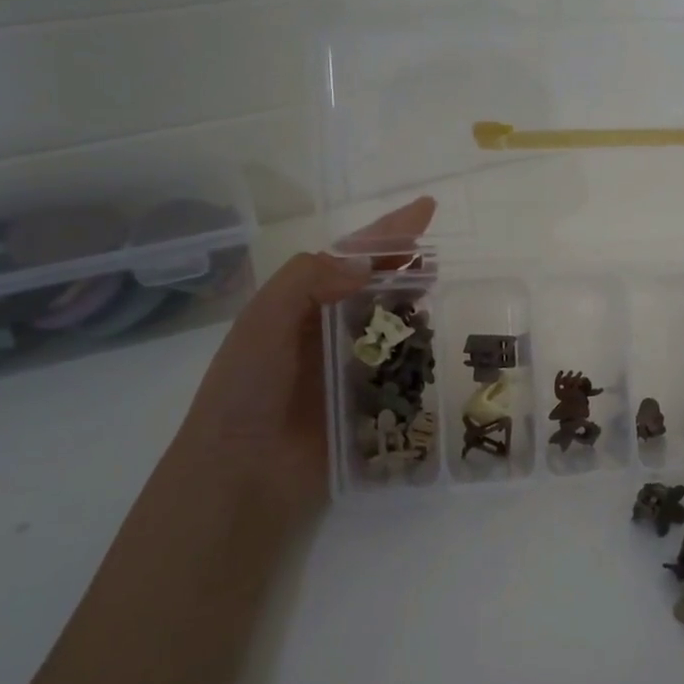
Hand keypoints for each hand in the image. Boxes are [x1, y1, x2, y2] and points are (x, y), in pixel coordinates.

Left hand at [164, 196, 436, 522]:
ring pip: (392, 325)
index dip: (388, 232)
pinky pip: (401, 371)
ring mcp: (349, 368)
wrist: (241, 474)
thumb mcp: (262, 322)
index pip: (350, 257)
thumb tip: (366, 266)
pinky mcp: (368, 403)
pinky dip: (418, 356)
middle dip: (406, 267)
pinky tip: (436, 348)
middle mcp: (326, 330)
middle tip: (439, 259)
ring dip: (415, 309)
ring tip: (442, 297)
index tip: (426, 209)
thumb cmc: (246, 391)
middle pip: (376, 287)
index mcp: (300, 305)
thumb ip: (307, 282)